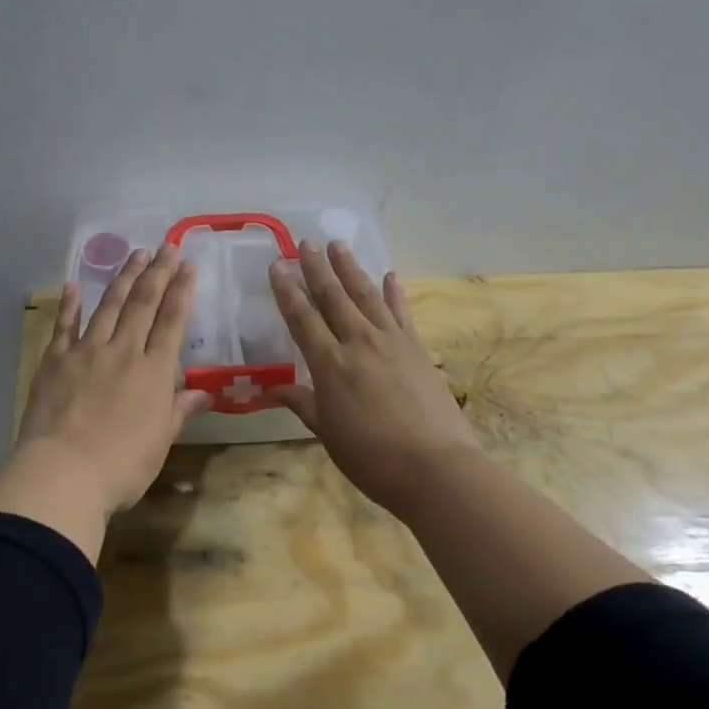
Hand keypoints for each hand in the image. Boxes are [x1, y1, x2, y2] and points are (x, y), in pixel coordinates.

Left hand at [0, 244, 211, 559]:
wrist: (64, 471)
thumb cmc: (122, 464)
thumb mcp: (161, 440)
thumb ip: (180, 410)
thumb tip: (205, 392)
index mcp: (154, 371)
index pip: (172, 322)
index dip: (182, 291)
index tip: (188, 266)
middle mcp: (124, 351)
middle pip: (143, 304)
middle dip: (157, 272)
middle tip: (166, 246)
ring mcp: (87, 351)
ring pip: (109, 306)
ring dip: (123, 278)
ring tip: (135, 254)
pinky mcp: (55, 360)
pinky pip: (65, 325)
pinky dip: (71, 304)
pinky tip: (75, 285)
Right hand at [267, 239, 482, 516]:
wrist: (434, 466)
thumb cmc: (371, 457)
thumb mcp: (327, 433)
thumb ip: (303, 403)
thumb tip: (274, 387)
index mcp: (330, 364)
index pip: (302, 318)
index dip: (287, 291)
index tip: (276, 266)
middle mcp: (358, 342)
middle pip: (334, 297)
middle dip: (317, 268)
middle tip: (306, 242)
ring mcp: (392, 341)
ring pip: (366, 295)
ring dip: (351, 269)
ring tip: (339, 245)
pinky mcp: (418, 348)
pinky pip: (402, 312)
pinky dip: (394, 292)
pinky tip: (390, 275)